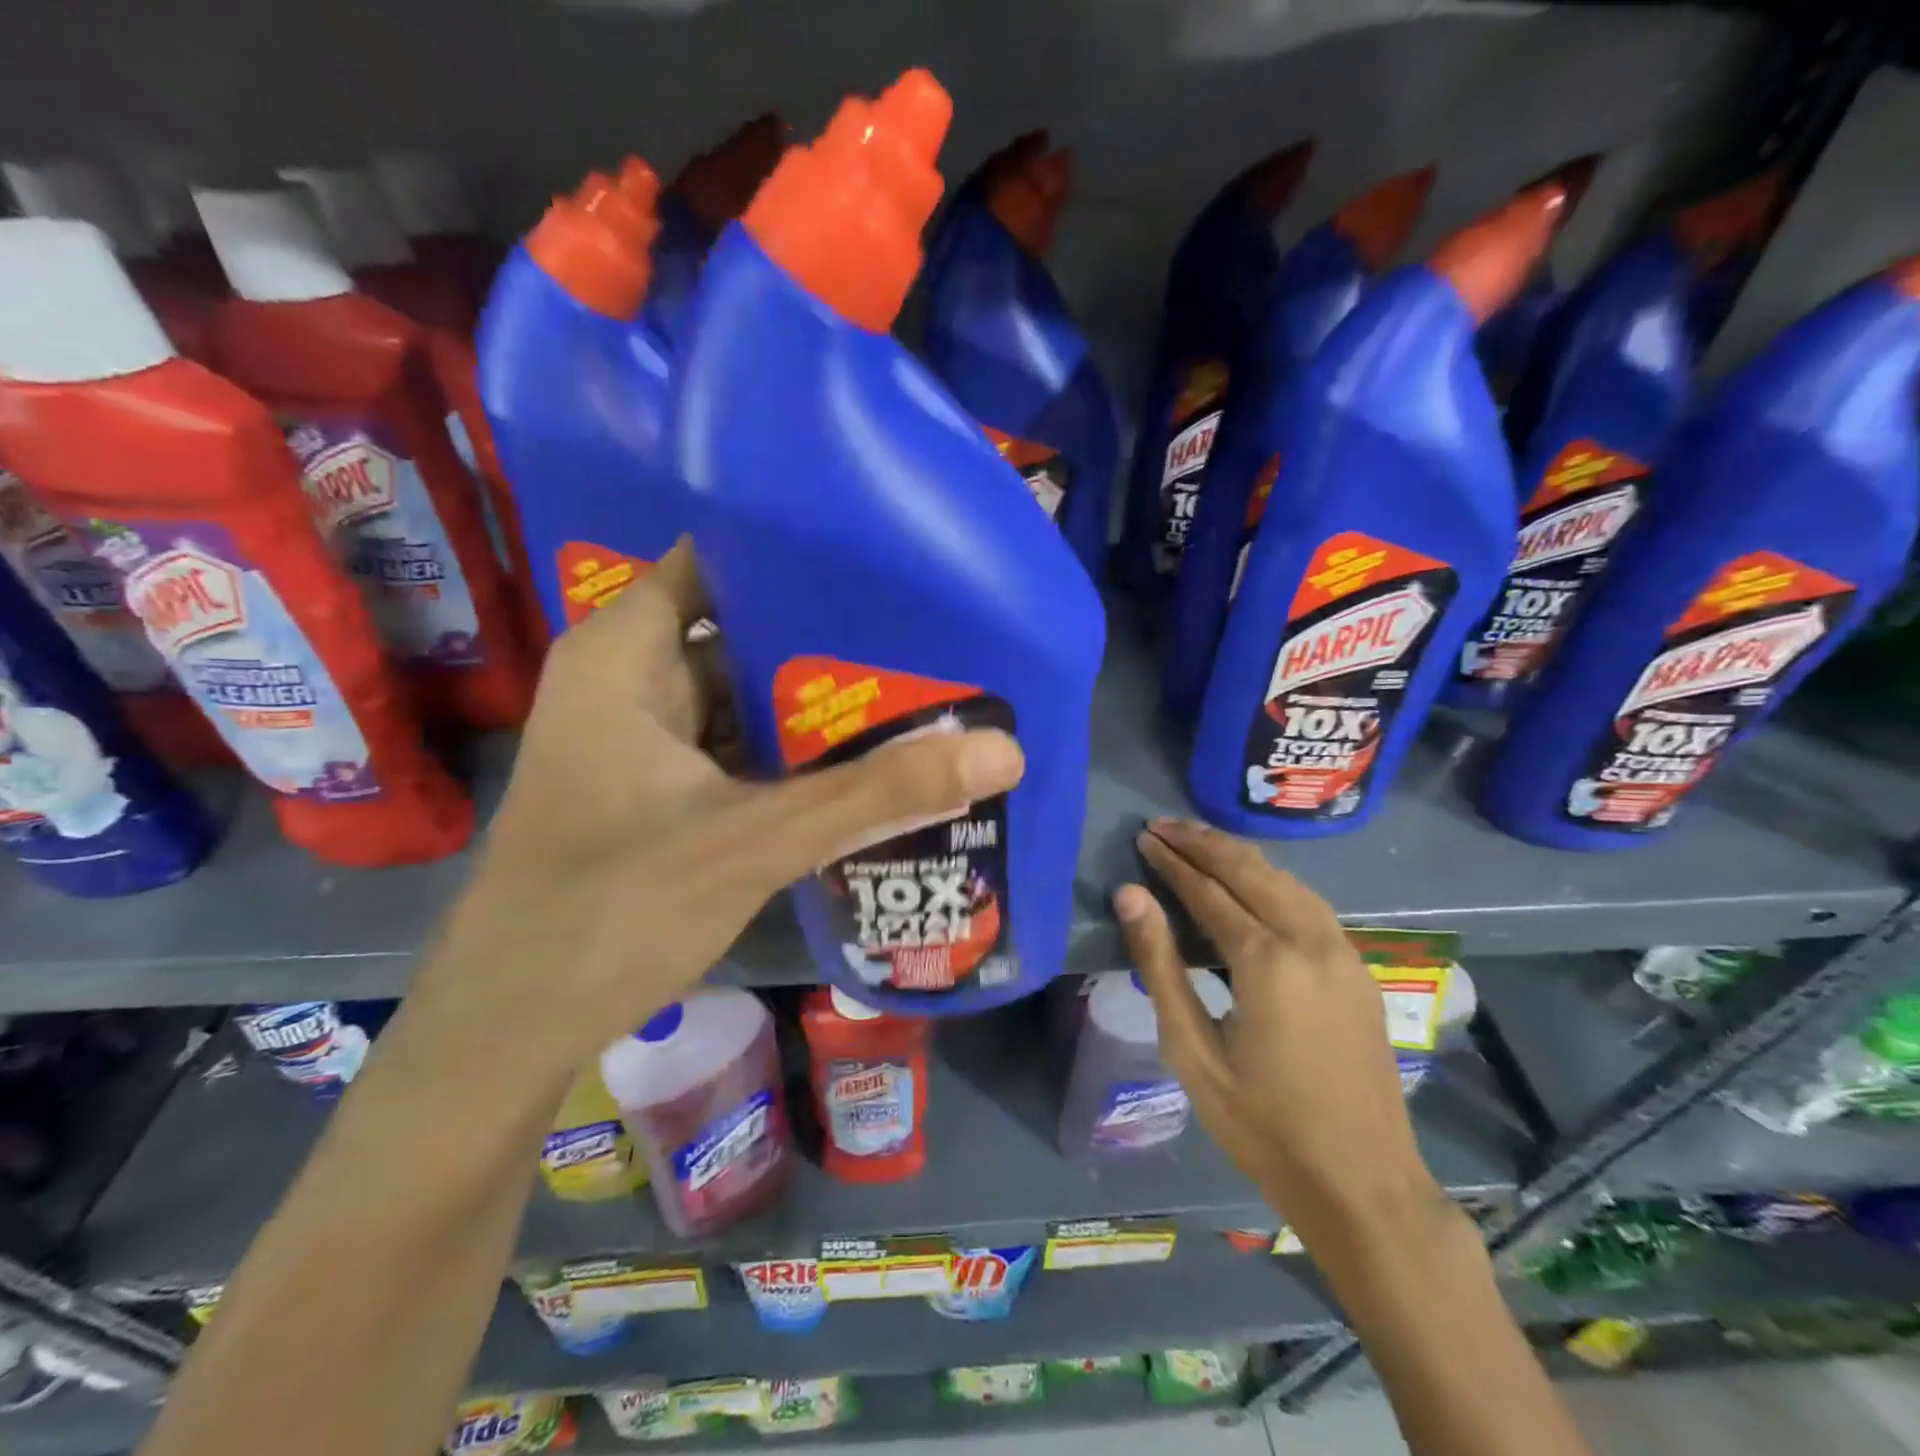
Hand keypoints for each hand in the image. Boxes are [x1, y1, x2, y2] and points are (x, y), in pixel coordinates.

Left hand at [422, 539, 1025, 1066]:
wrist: (512, 1028)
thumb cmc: (612, 908)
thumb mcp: (757, 840)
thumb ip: (878, 794)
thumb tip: (1005, 751)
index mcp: (626, 655)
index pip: (716, 561)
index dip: (793, 553)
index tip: (879, 557)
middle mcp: (630, 682)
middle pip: (741, 632)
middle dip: (825, 637)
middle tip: (922, 629)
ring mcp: (642, 741)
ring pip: (742, 698)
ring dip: (813, 704)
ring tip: (912, 683)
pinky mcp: (657, 792)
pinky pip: (736, 750)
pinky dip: (790, 754)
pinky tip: (859, 760)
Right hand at [1115, 818, 1443, 1241]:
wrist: (1364, 1185)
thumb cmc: (1263, 1126)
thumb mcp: (1192, 1051)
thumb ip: (1159, 965)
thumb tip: (1129, 895)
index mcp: (1267, 961)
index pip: (1208, 890)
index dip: (1172, 861)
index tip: (1144, 837)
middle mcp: (1310, 940)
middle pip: (1250, 870)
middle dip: (1203, 842)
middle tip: (1162, 825)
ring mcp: (1342, 952)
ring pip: (1285, 879)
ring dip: (1238, 855)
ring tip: (1198, 840)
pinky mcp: (1357, 968)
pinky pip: (1308, 902)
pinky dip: (1271, 879)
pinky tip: (1252, 881)